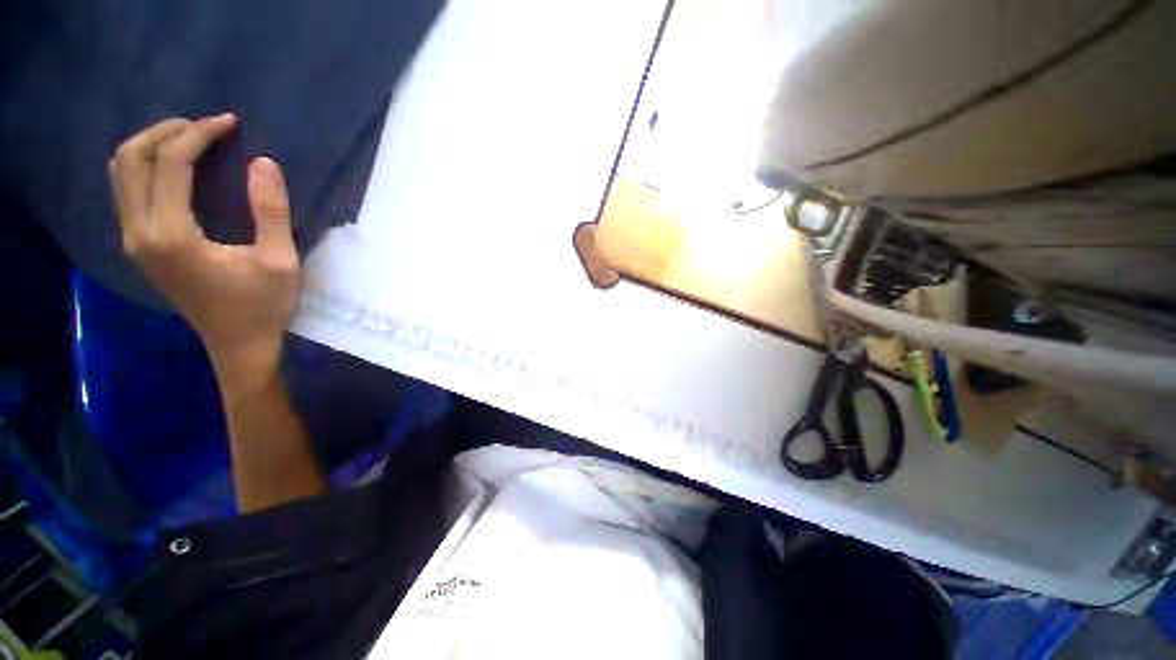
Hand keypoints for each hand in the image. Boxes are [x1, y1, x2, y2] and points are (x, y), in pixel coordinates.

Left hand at [110, 115, 299, 392]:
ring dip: (151, 146)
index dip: (199, 134)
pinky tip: (175, 169)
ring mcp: (134, 240)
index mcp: (171, 235)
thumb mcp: (280, 261)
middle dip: (166, 132)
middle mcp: (140, 232)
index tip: (230, 123)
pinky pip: (127, 191)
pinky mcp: (139, 246)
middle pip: (130, 159)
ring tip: (190, 140)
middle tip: (205, 127)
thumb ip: (271, 211)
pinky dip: (146, 167)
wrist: (238, 345)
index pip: (170, 163)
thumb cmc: (263, 306)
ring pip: (121, 173)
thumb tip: (262, 162)